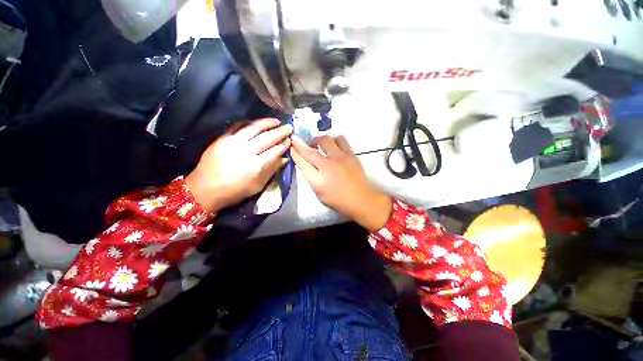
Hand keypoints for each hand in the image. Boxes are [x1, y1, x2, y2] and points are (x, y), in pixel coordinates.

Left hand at [185, 118, 291, 212]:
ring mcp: (233, 143)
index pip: (275, 151)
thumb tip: (284, 159)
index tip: (290, 140)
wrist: (204, 190)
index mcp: (256, 166)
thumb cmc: (234, 191)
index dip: (284, 144)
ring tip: (276, 120)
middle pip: (267, 137)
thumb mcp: (257, 186)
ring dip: (267, 123)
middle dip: (280, 131)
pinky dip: (248, 122)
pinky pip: (237, 126)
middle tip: (288, 127)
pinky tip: (256, 122)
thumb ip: (271, 171)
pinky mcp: (222, 139)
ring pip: (254, 128)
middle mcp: (246, 151)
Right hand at [291, 135, 391, 231]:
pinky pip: (341, 139)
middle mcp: (327, 166)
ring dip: (318, 140)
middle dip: (300, 143)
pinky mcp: (350, 154)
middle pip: (310, 151)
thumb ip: (312, 179)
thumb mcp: (320, 194)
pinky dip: (334, 139)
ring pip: (325, 140)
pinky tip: (333, 143)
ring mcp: (339, 158)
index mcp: (317, 180)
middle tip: (297, 140)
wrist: (361, 199)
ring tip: (317, 143)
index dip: (295, 153)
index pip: (302, 163)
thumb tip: (307, 166)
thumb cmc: (339, 201)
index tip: (291, 147)